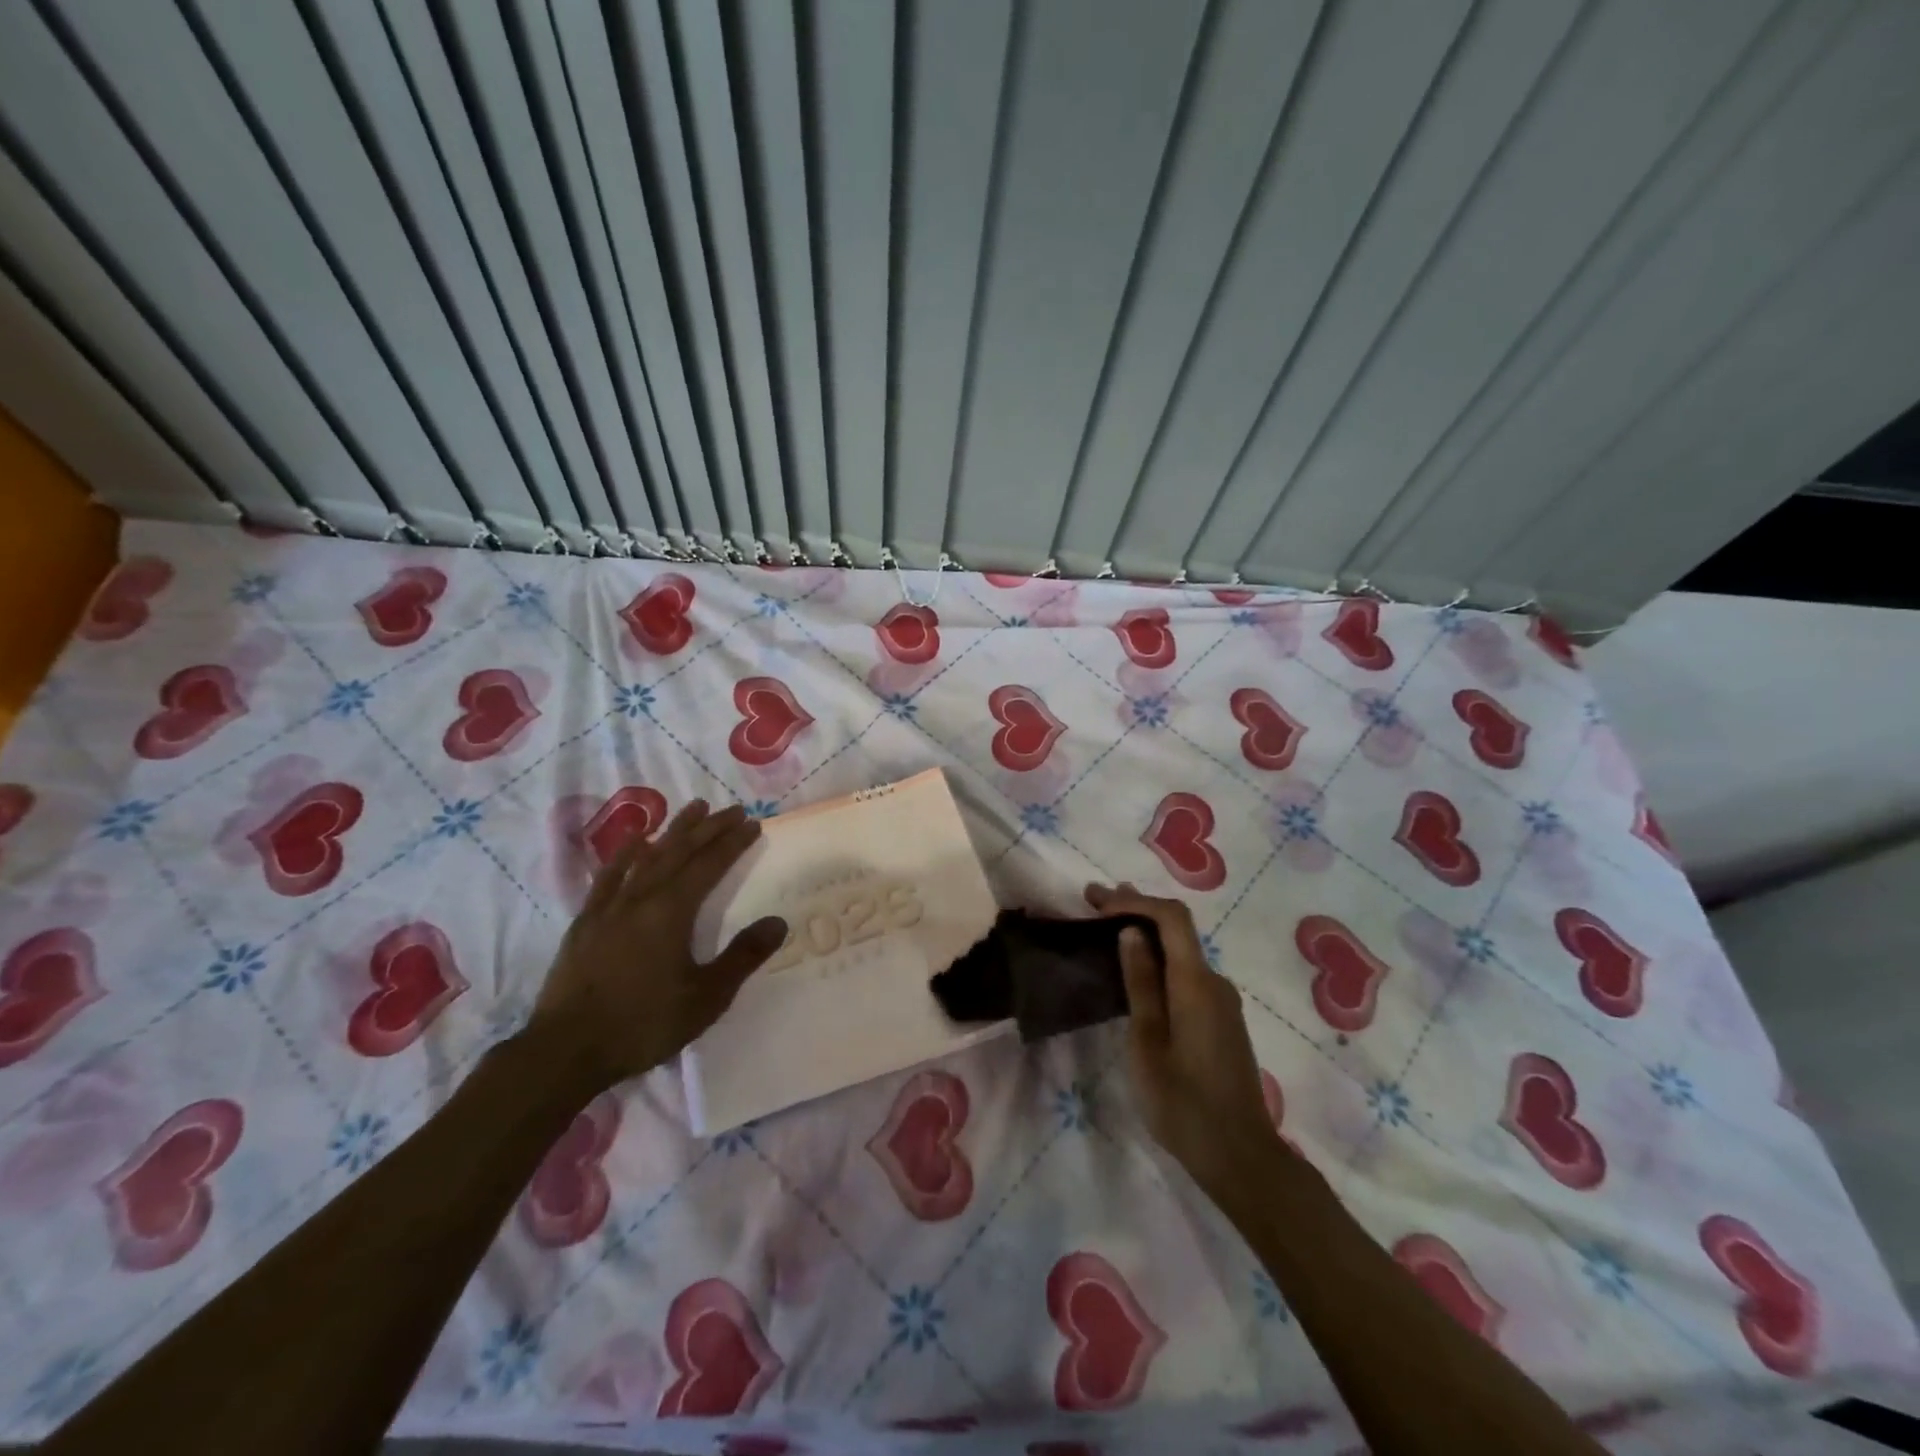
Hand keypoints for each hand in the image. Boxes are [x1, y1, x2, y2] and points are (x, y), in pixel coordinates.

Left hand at [531, 801, 786, 1092]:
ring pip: (647, 856)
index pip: (709, 865)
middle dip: (709, 828)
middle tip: (732, 809)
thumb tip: (778, 922)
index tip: (752, 823)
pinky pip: (610, 876)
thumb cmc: (643, 1024)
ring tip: (693, 808)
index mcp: (671, 912)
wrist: (565, 1051)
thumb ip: (742, 957)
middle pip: (680, 852)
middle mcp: (641, 898)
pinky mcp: (586, 922)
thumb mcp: (706, 998)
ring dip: (674, 830)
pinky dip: (625, 854)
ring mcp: (609, 907)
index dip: (732, 842)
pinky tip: (635, 841)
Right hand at [1087, 883, 1283, 1190]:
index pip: (1171, 917)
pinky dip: (1158, 959)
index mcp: (1196, 983)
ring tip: (1107, 928)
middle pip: (1177, 929)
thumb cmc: (1183, 1103)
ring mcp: (1222, 1002)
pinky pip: (1187, 974)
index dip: (1134, 901)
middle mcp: (1215, 982)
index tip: (1096, 902)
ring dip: (1146, 934)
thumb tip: (1131, 931)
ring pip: (1182, 952)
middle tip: (1093, 903)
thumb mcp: (1148, 1042)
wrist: (1240, 1156)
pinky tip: (1135, 970)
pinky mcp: (1221, 1020)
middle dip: (1136, 909)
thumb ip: (1141, 983)